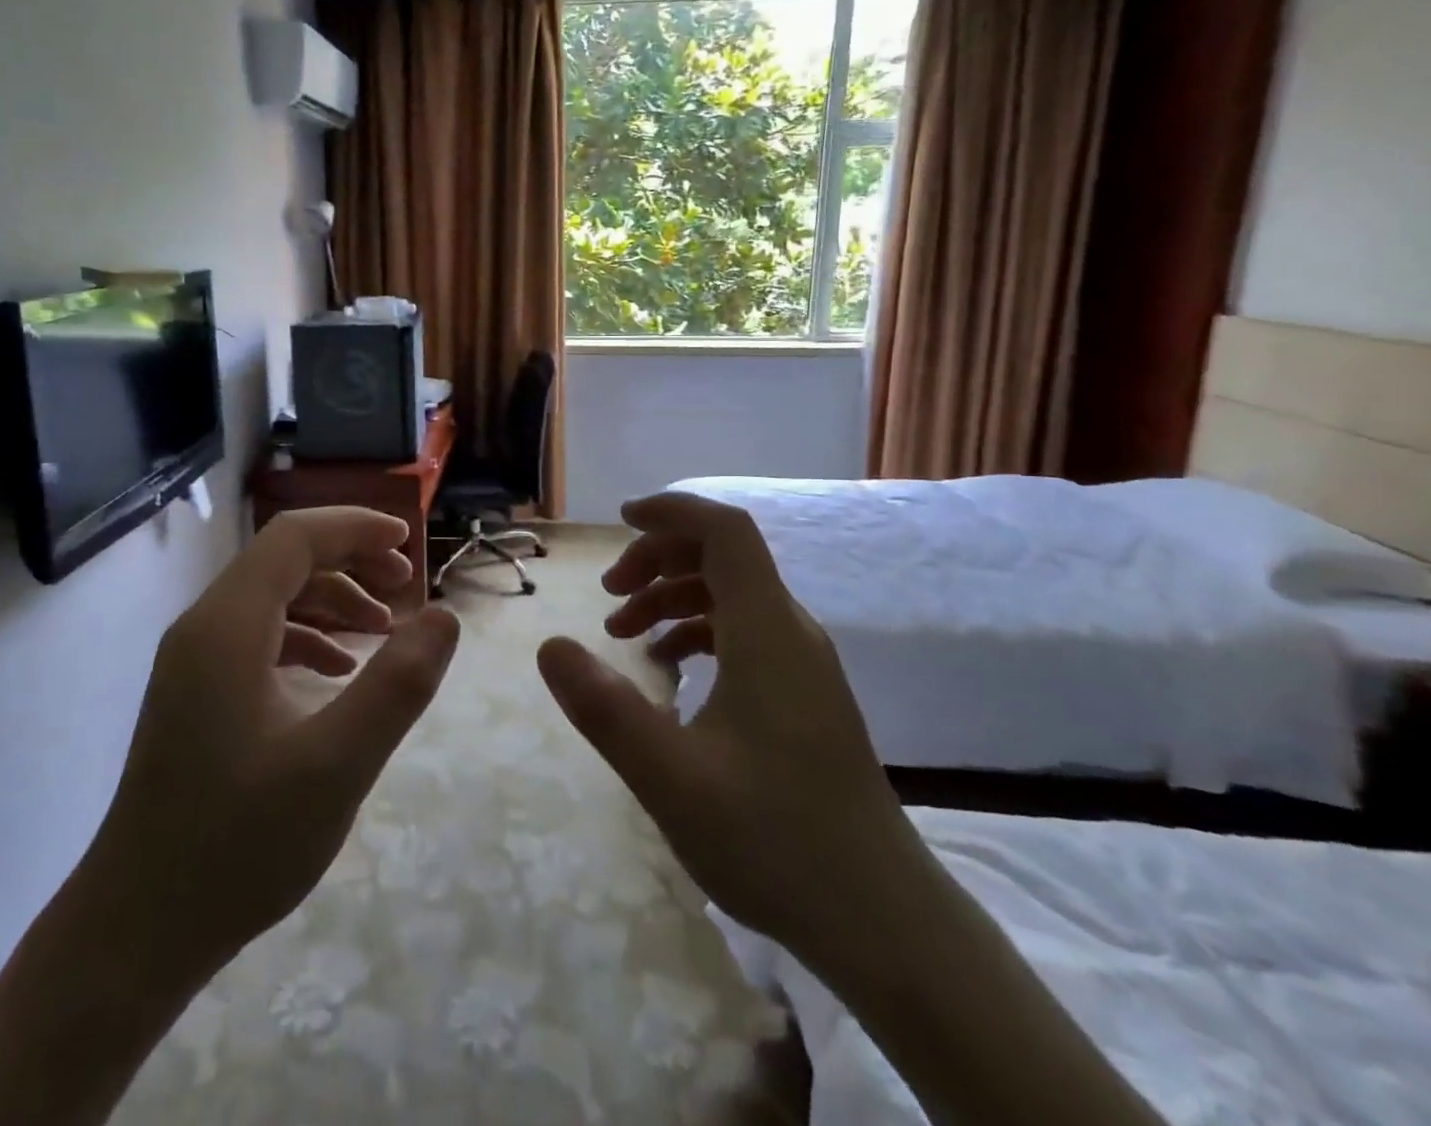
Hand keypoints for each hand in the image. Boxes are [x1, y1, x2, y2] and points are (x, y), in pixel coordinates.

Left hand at [88, 507, 460, 983]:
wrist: (136, 932)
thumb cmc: (236, 846)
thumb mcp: (336, 765)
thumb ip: (398, 685)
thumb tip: (444, 615)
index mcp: (227, 627)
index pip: (294, 538)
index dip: (355, 528)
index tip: (409, 544)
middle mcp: (204, 628)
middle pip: (283, 560)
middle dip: (350, 560)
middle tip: (405, 587)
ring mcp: (195, 662)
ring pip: (273, 597)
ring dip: (332, 599)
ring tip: (384, 630)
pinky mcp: (198, 694)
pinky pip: (260, 637)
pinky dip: (309, 636)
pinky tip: (340, 670)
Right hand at [537, 490, 925, 983]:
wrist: (882, 921)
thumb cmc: (775, 840)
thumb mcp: (670, 777)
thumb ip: (605, 708)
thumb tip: (550, 646)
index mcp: (767, 631)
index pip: (725, 530)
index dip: (673, 511)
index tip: (619, 521)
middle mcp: (790, 632)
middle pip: (724, 556)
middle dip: (659, 559)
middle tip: (609, 595)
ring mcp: (803, 666)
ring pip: (732, 595)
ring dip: (673, 597)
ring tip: (624, 635)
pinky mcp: (804, 696)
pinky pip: (744, 634)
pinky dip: (698, 632)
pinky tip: (668, 672)